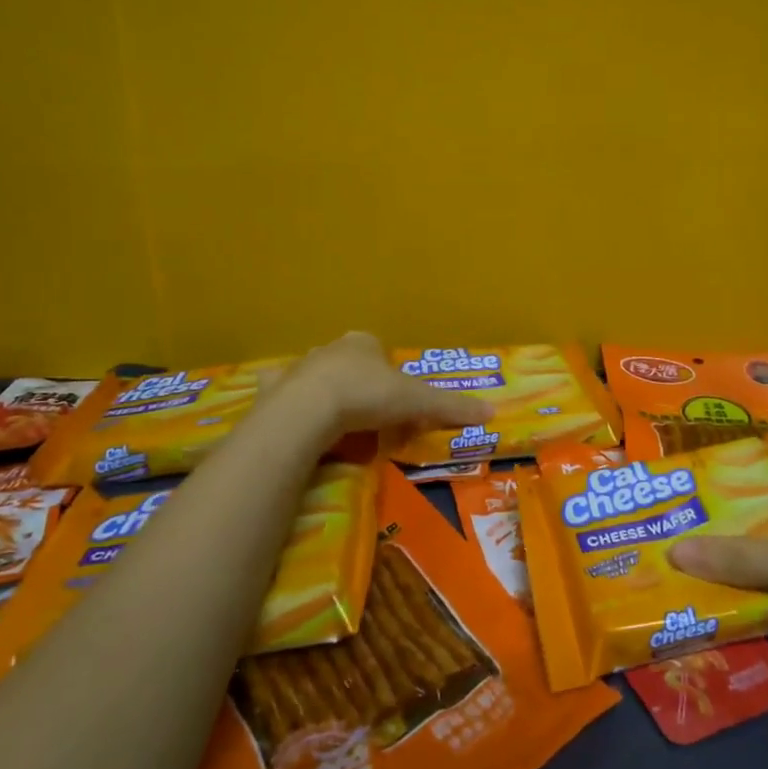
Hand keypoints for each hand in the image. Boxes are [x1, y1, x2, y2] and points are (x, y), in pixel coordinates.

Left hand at [273, 332, 495, 435]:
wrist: (307, 411)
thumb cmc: (366, 396)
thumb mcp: (416, 402)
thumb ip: (450, 406)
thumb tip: (492, 411)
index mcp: (364, 343)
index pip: (380, 351)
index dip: (390, 374)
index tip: (395, 400)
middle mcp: (331, 349)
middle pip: (349, 363)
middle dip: (358, 383)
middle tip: (368, 415)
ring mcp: (300, 368)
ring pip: (317, 378)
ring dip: (326, 394)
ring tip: (337, 425)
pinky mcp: (275, 391)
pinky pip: (285, 396)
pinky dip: (292, 406)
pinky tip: (298, 425)